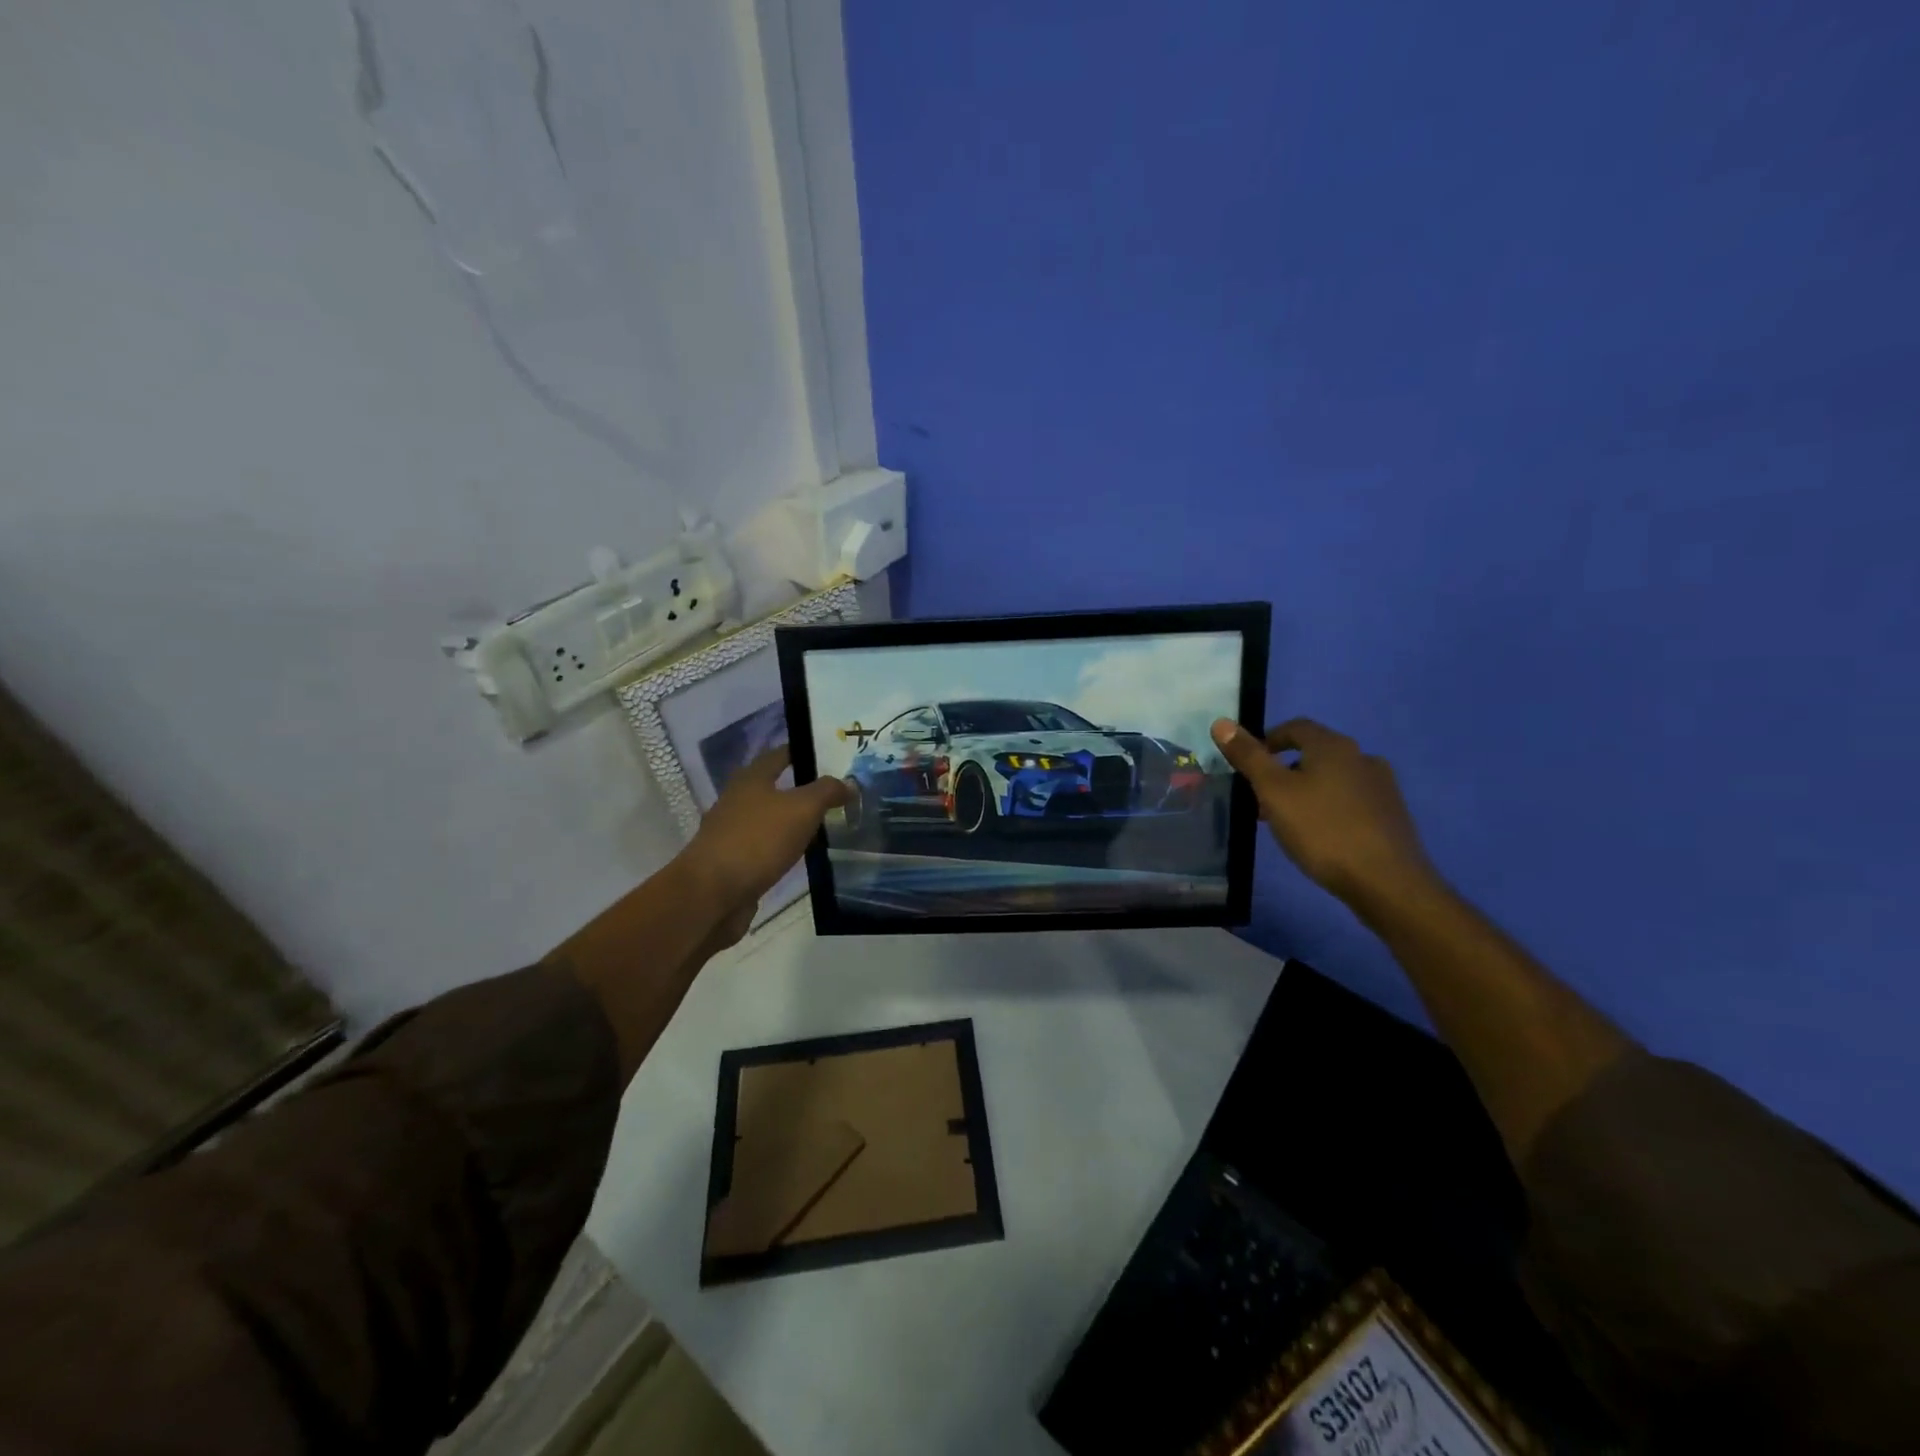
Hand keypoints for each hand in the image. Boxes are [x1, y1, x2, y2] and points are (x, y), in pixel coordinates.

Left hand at [681, 746, 848, 917]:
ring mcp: (732, 833)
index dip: (803, 751)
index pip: (779, 754)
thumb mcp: (801, 809)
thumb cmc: (757, 840)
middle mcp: (737, 801)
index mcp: (751, 779)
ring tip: (826, 824)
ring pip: (770, 819)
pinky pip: (765, 847)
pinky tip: (802, 855)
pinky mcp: (733, 863)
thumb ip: (827, 792)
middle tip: (836, 793)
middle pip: (774, 787)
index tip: (831, 754)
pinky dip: (783, 848)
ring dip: (793, 821)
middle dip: (802, 788)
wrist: (712, 894)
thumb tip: (849, 783)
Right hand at [1210, 717, 1437, 911]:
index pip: (1296, 727)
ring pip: (1333, 779)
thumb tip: (1221, 722)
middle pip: (1314, 754)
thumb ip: (1248, 757)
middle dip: (1284, 771)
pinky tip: (1319, 835)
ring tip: (1287, 821)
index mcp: (1334, 746)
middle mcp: (1362, 758)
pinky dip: (1328, 808)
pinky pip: (1350, 801)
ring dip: (1306, 791)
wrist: (1387, 882)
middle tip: (1261, 799)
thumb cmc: (1322, 830)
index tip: (1249, 764)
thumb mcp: (1274, 792)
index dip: (1268, 739)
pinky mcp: (1391, 815)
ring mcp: (1382, 787)